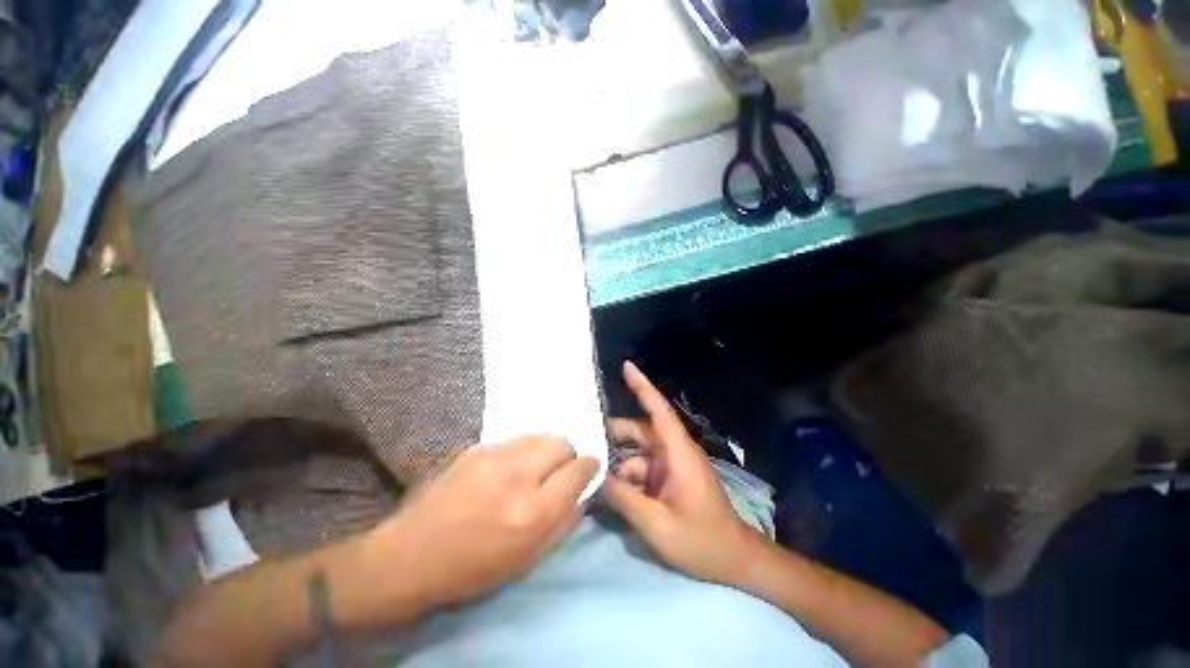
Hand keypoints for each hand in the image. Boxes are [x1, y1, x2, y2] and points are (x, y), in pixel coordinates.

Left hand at [369, 435, 598, 610]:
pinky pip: (514, 439)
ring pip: (539, 435)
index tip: (588, 470)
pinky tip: (506, 468)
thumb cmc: (472, 569)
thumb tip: (581, 492)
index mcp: (534, 511)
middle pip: (562, 443)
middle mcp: (518, 475)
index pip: (579, 469)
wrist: (410, 556)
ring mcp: (494, 456)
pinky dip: (521, 450)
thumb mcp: (527, 560)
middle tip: (557, 472)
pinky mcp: (476, 448)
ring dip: (544, 450)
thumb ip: (563, 522)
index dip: (589, 467)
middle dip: (567, 456)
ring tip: (533, 468)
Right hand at [601, 361, 762, 585]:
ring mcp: (669, 466)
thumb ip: (623, 499)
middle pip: (639, 432)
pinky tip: (605, 492)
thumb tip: (594, 477)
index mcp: (678, 453)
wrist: (733, 561)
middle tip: (582, 438)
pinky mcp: (666, 480)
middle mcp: (673, 452)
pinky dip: (623, 478)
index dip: (643, 387)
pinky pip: (639, 470)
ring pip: (635, 454)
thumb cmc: (701, 541)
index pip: (659, 411)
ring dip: (616, 463)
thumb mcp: (657, 524)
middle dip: (612, 435)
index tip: (627, 366)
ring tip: (587, 471)